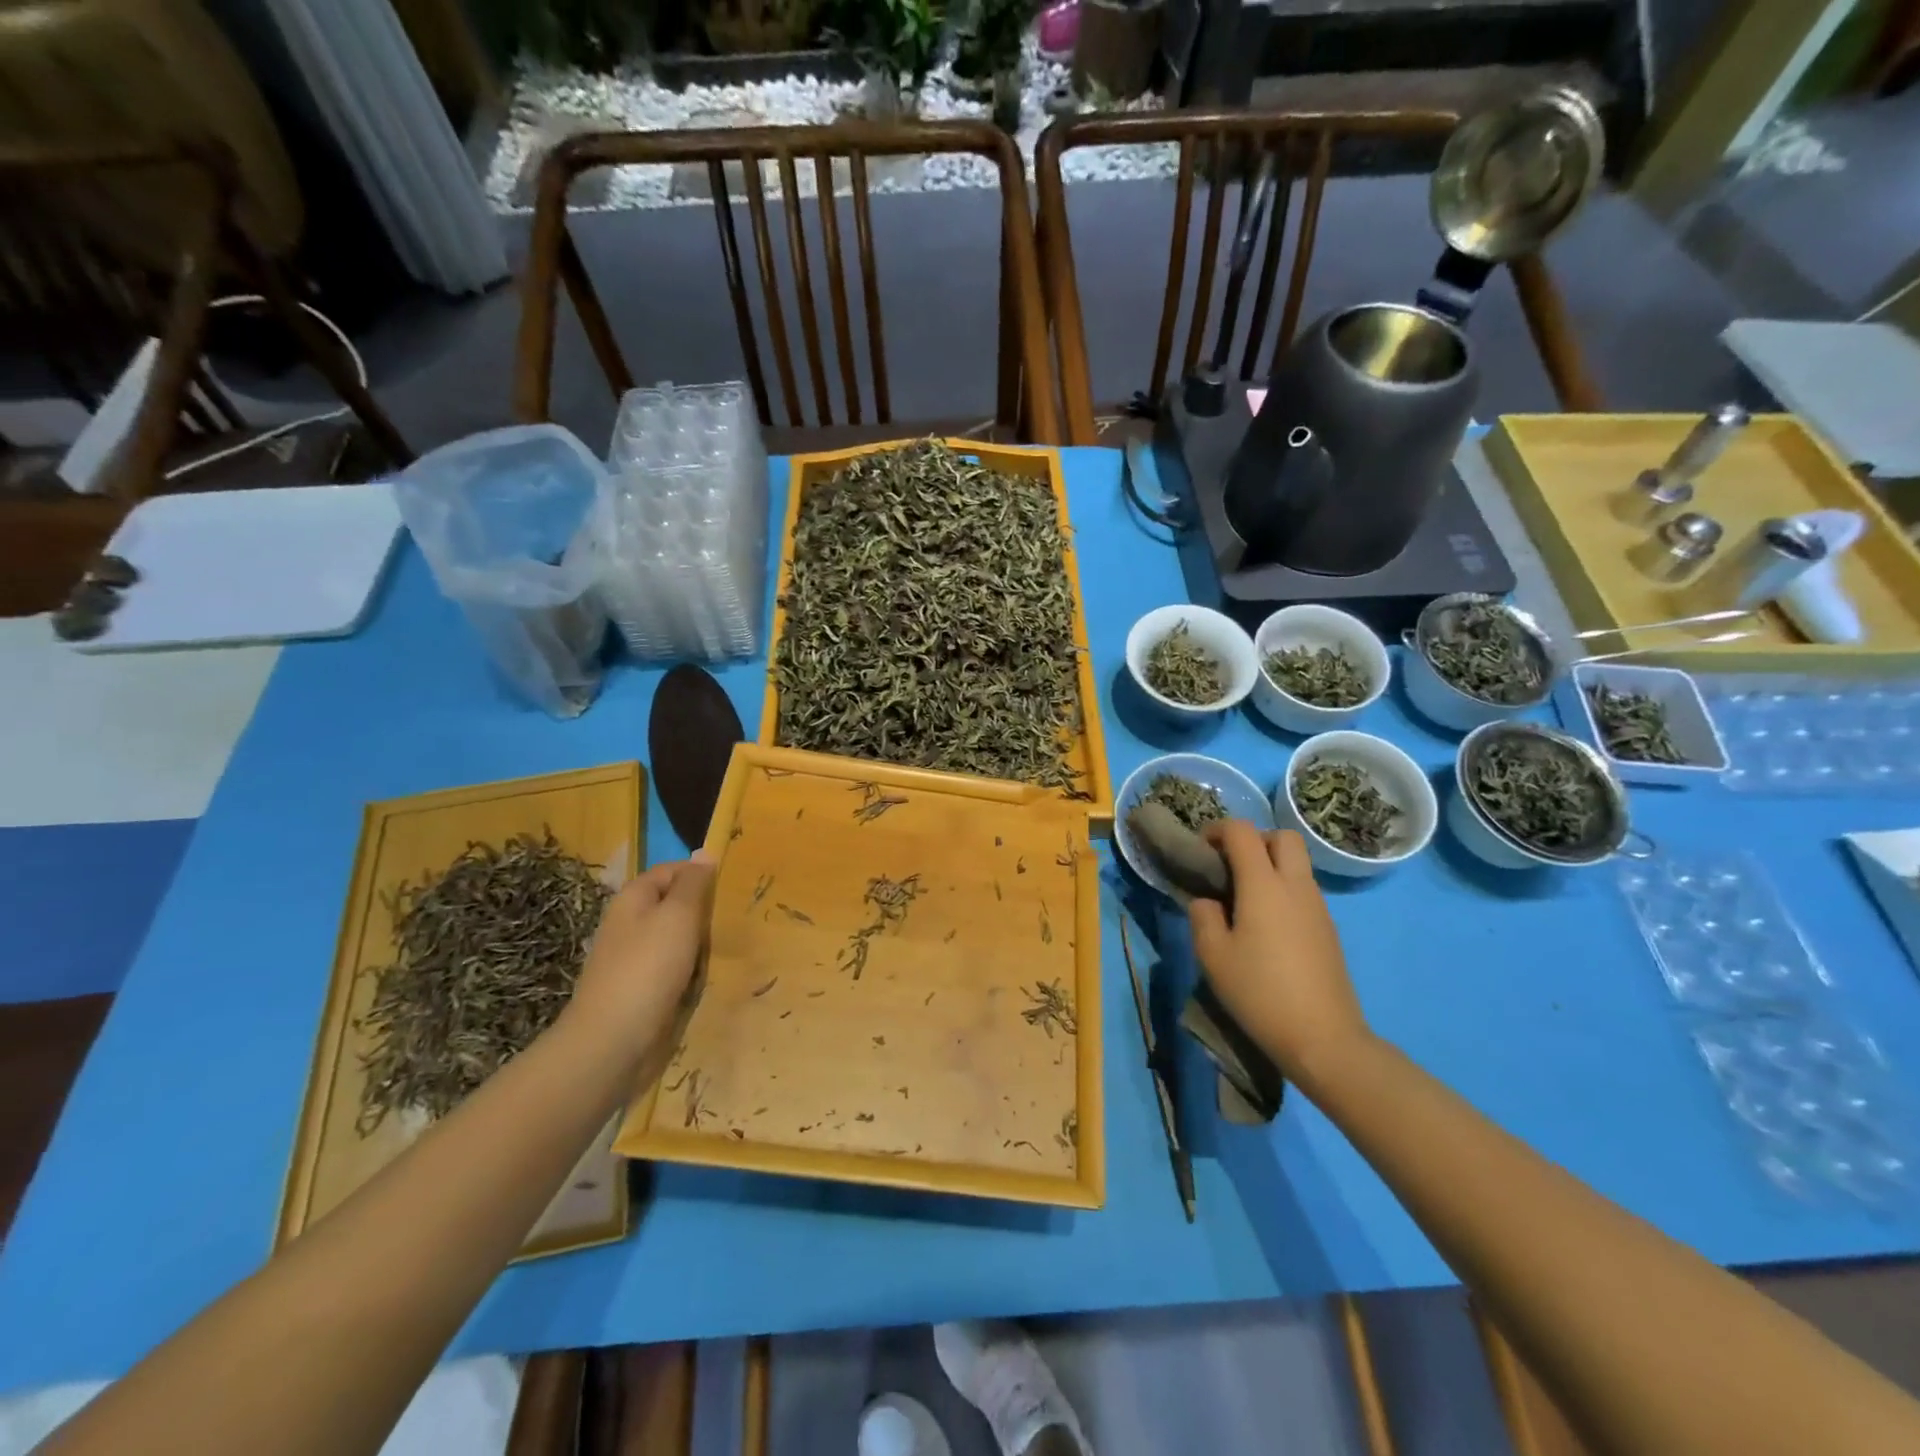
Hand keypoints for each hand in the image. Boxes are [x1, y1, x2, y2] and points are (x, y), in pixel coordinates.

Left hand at [566, 853, 715, 1054]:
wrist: (612, 1042)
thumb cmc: (648, 968)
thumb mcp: (678, 915)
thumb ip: (694, 883)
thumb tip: (704, 852)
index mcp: (633, 899)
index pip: (672, 870)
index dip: (701, 874)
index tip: (733, 886)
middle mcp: (630, 924)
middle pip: (675, 905)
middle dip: (704, 912)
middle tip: (736, 919)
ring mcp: (634, 959)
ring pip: (678, 940)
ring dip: (701, 945)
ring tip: (729, 948)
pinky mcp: (642, 990)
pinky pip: (674, 970)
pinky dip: (692, 972)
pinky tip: (708, 979)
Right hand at [1187, 822, 1370, 1086]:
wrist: (1323, 1038)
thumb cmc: (1260, 992)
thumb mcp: (1213, 955)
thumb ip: (1202, 916)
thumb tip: (1208, 901)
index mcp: (1264, 884)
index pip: (1242, 831)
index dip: (1218, 829)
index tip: (1200, 849)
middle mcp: (1295, 885)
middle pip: (1282, 836)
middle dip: (1253, 840)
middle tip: (1230, 867)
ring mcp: (1318, 907)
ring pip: (1297, 863)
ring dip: (1270, 865)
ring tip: (1244, 900)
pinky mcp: (1329, 929)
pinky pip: (1304, 890)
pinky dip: (1283, 890)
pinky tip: (1266, 927)